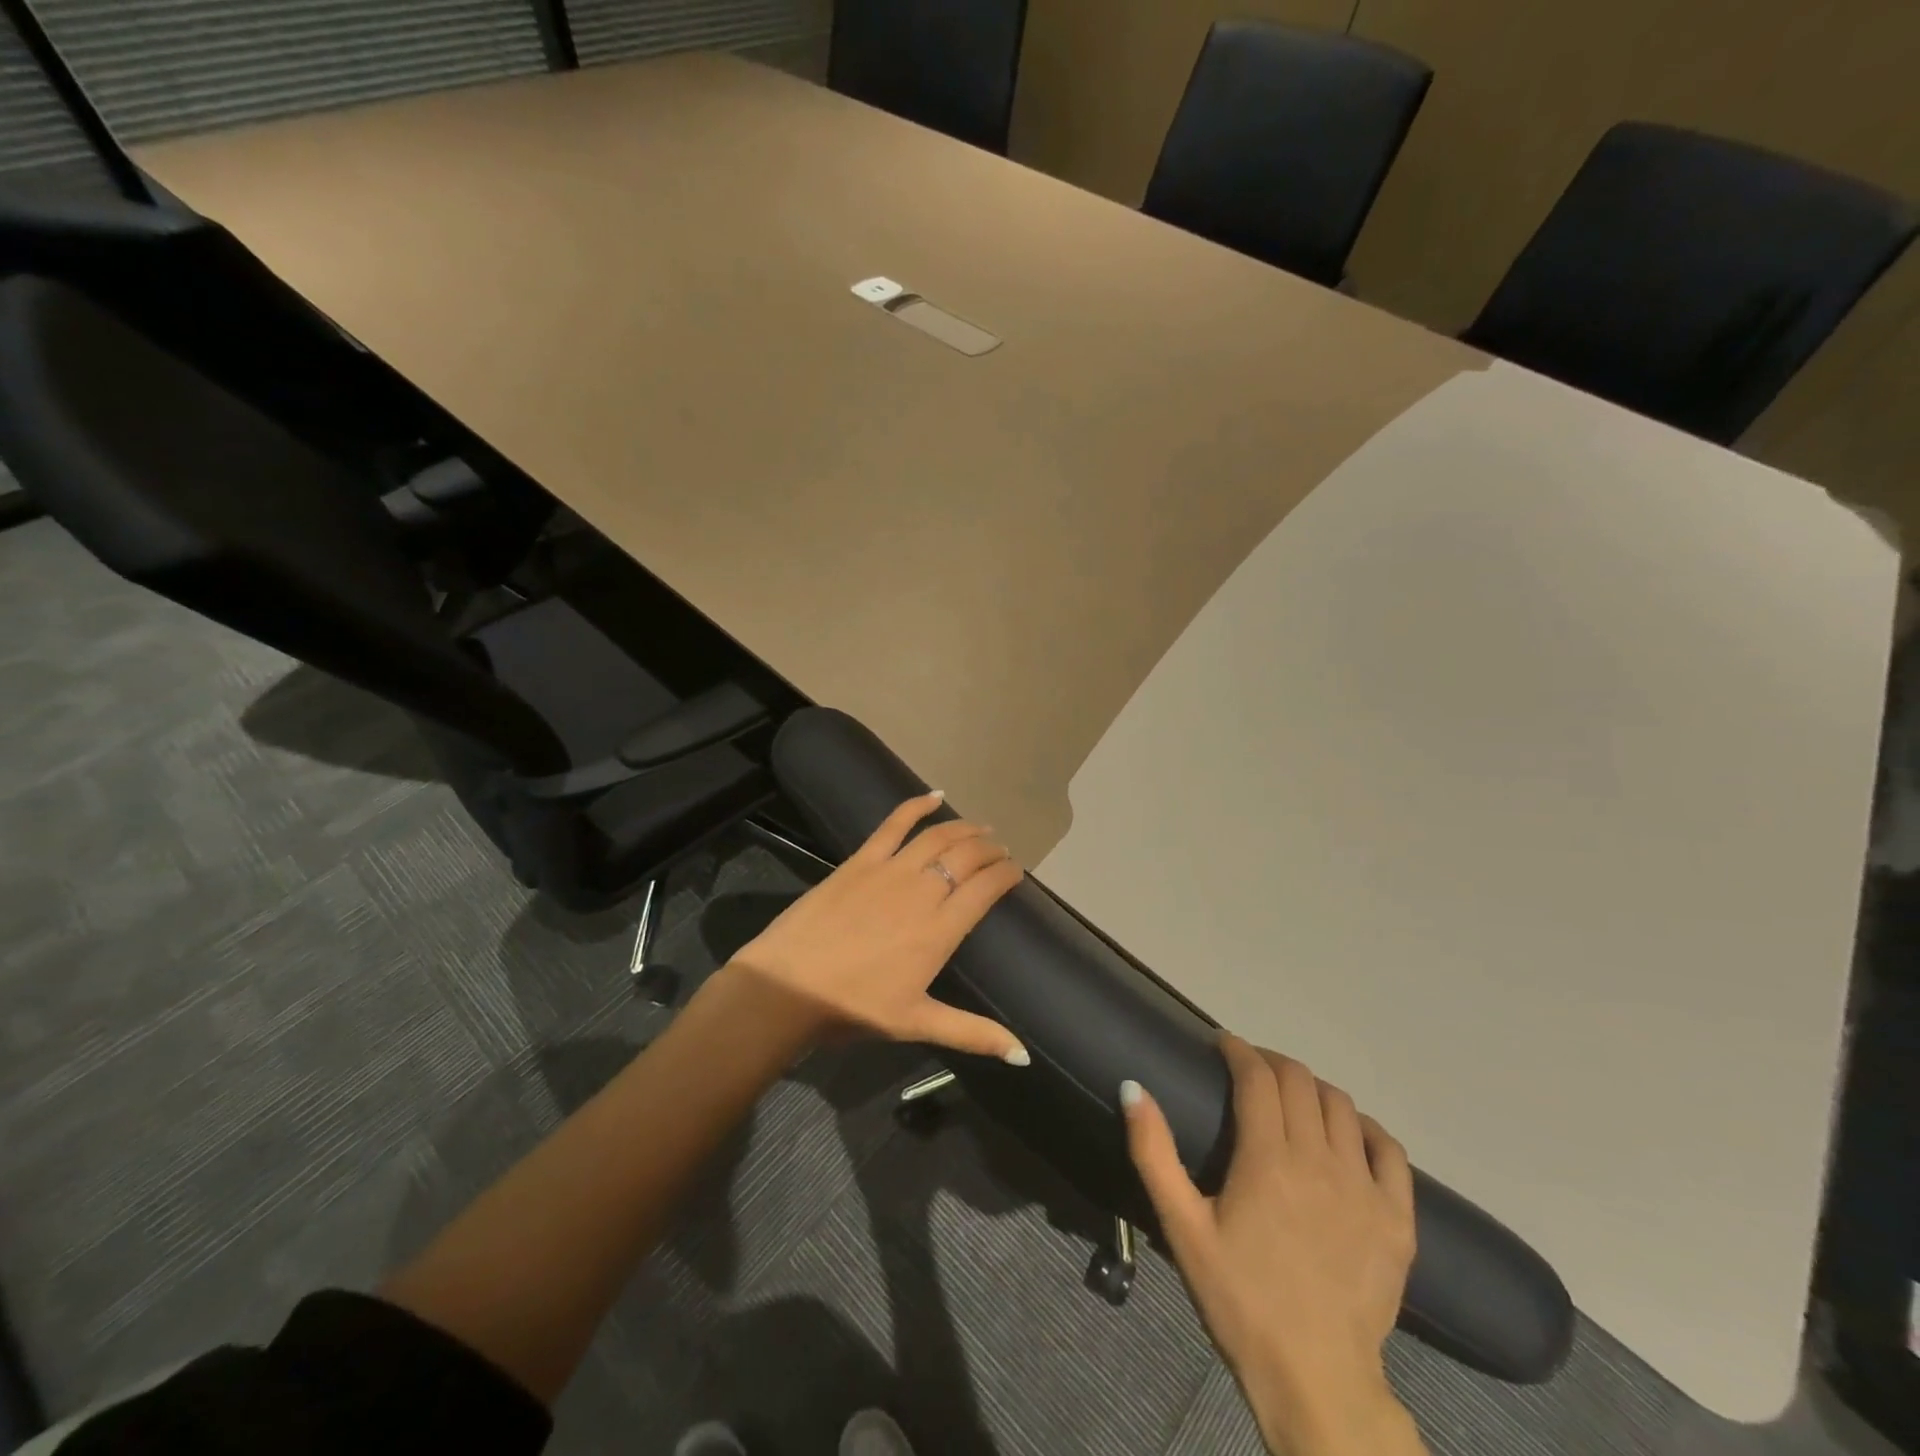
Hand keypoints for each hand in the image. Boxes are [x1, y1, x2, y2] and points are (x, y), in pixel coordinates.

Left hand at [725, 791, 1028, 1061]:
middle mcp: (923, 891)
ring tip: (980, 828)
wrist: (787, 987)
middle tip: (1001, 850)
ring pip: (938, 837)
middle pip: (967, 857)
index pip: (986, 889)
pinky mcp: (860, 860)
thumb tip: (1023, 1054)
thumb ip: (973, 1034)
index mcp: (941, 929)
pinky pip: (894, 824)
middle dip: (990, 850)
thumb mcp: (917, 1023)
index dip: (1006, 875)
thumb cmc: (854, 1007)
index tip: (1015, 873)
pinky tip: (933, 796)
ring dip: (964, 828)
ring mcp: (890, 870)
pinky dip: (916, 806)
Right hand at [1123, 1037, 1424, 1455]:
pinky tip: (1349, 1136)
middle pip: (1300, 1081)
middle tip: (1249, 1070)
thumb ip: (1153, 1152)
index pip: (1257, 1076)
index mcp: (1268, 1158)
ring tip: (1293, 1099)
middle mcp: (1320, 1160)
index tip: (1221, 1044)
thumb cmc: (1240, 1299)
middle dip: (1271, 1062)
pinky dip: (1366, 1129)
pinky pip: (1390, 1150)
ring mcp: (1366, 1188)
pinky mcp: (1399, 1219)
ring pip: (1343, 1107)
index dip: (1238, 1050)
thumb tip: (1133, 1086)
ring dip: (1313, 1089)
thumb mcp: (1182, 1228)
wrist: (1315, 1380)